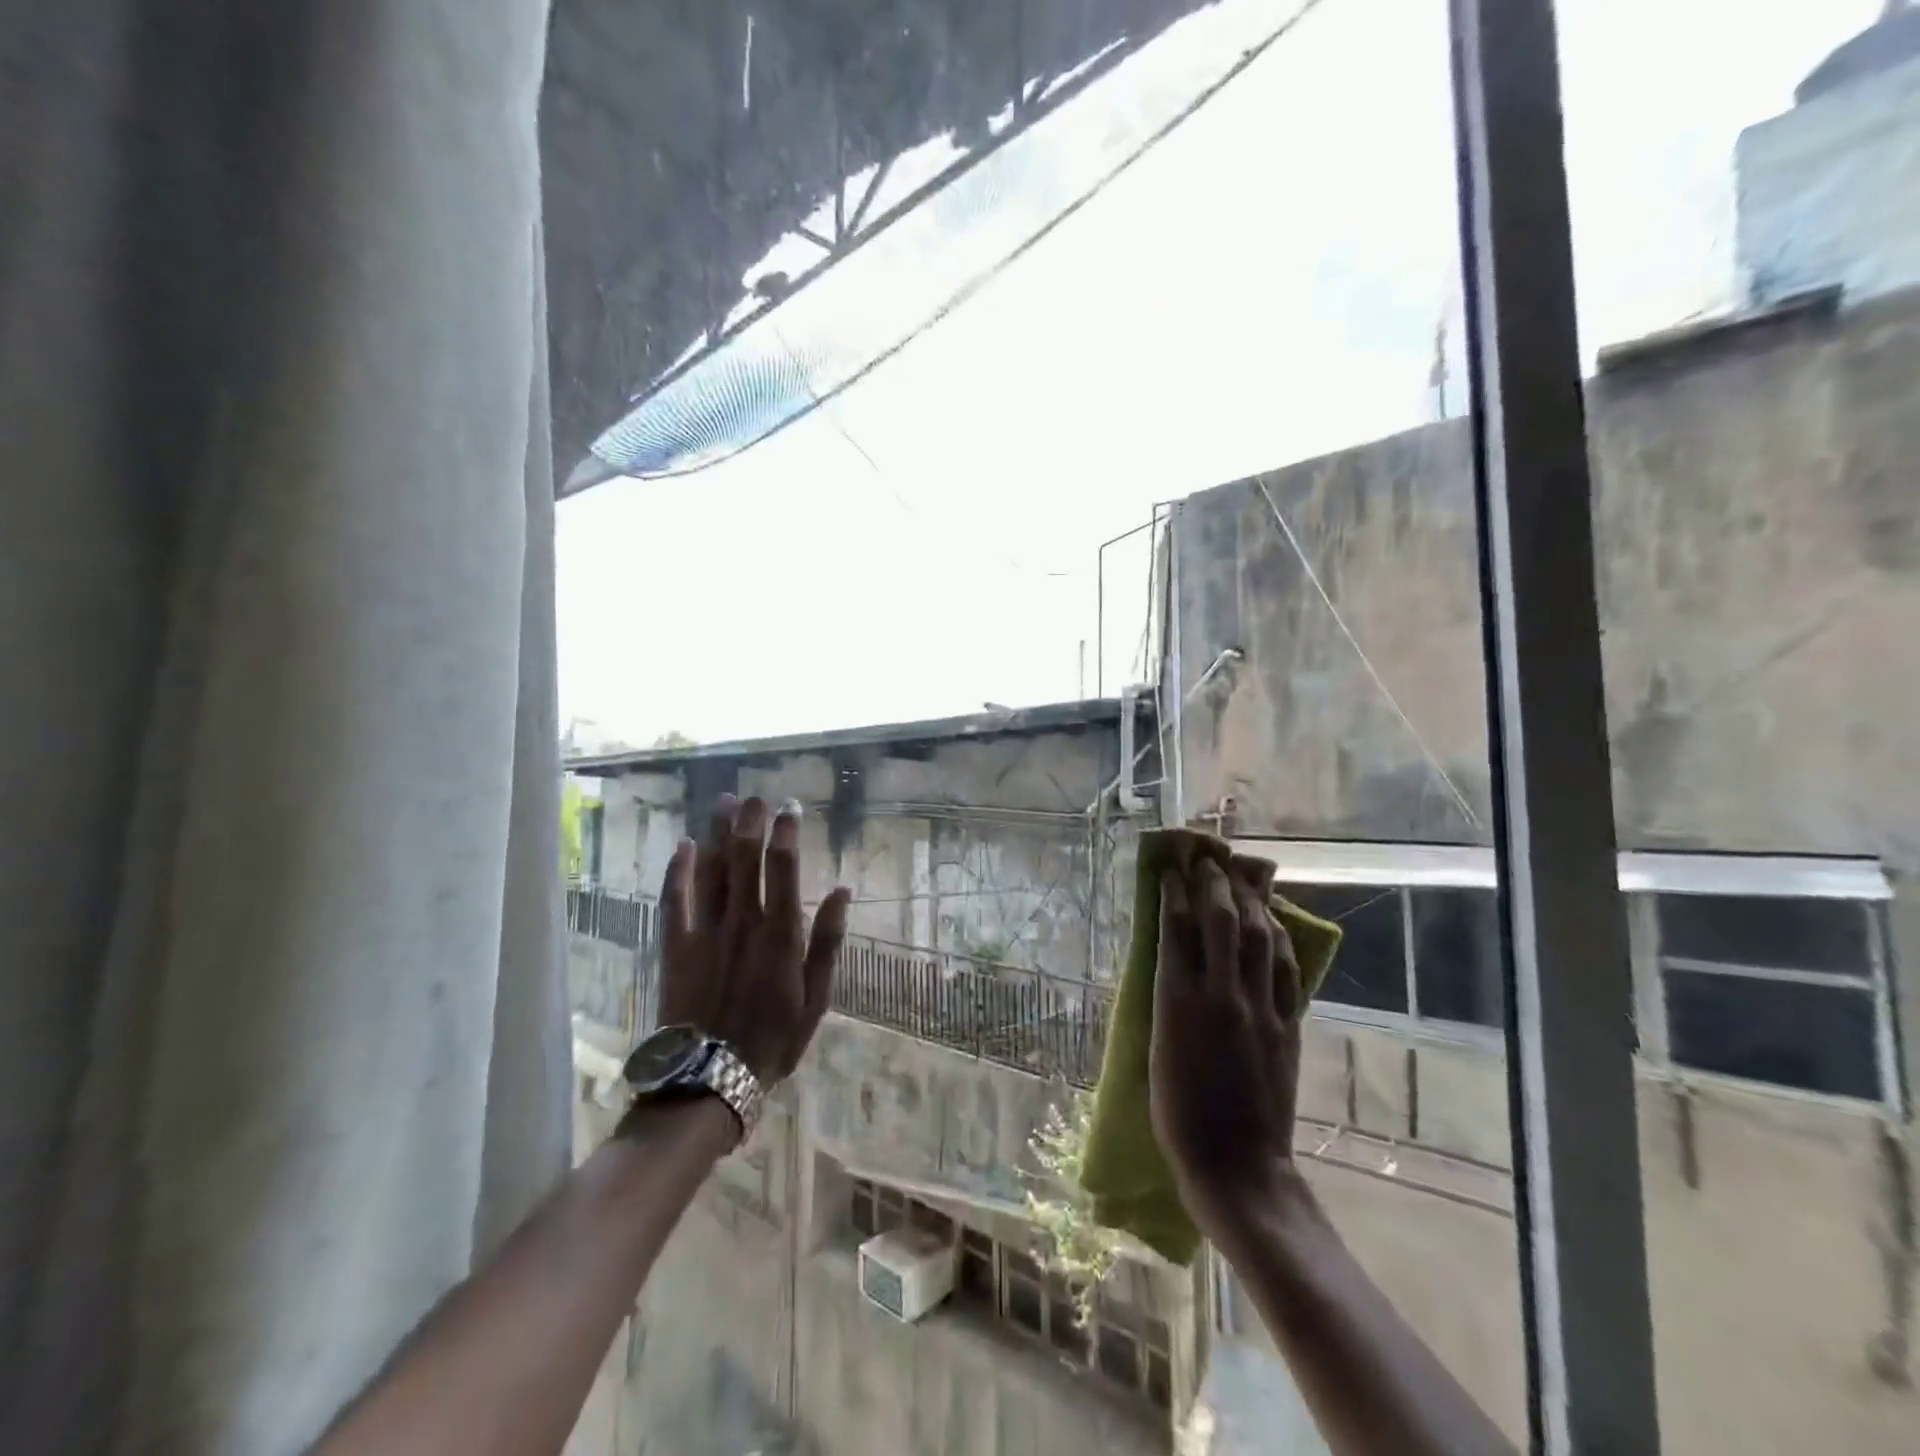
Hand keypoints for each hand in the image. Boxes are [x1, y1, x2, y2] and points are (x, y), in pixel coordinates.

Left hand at [656, 794, 851, 1084]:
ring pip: (713, 870)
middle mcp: (743, 922)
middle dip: (751, 822)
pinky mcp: (676, 945)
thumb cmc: (774, 1039)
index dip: (787, 833)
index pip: (784, 868)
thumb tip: (842, 890)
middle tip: (755, 796)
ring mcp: (706, 931)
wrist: (711, 1077)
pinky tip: (684, 845)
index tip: (790, 808)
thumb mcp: (817, 997)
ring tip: (726, 802)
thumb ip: (828, 941)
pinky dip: (679, 870)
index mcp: (780, 933)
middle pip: (746, 858)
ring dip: (720, 833)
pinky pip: (675, 899)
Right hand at [1149, 851, 1311, 1241]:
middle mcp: (1221, 994)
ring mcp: (1260, 1008)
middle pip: (1220, 921)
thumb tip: (1169, 957)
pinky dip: (1279, 936)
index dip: (1174, 891)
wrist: (1237, 1165)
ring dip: (1250, 898)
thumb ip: (1164, 998)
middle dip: (1214, 882)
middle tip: (1208, 858)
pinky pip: (1286, 968)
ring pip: (1259, 936)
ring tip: (1242, 873)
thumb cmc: (1177, 1113)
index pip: (1176, 928)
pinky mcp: (1287, 1025)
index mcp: (1178, 1001)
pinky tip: (1273, 920)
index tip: (1172, 868)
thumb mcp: (1154, 1049)